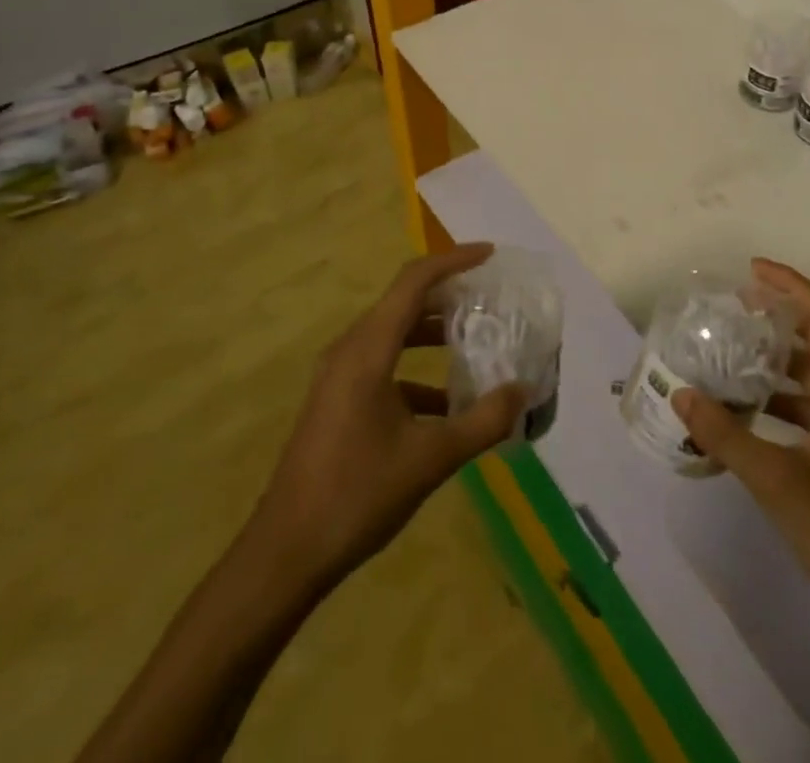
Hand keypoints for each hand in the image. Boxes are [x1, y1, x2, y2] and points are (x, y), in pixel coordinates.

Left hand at [244, 243, 527, 586]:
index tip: (490, 256)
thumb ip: (482, 421)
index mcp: (367, 350)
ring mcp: (338, 376)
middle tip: (490, 299)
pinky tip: (446, 403)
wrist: (285, 553)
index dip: (453, 261)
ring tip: (475, 341)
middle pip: (403, 303)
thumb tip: (523, 390)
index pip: (413, 282)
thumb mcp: (430, 459)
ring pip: (393, 334)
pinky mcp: (337, 400)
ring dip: (433, 333)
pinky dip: (416, 370)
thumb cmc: (357, 495)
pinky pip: (382, 366)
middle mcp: (350, 350)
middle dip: (448, 295)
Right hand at [672, 259, 809, 646]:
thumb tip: (682, 395)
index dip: (791, 285)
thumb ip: (726, 435)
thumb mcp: (776, 482)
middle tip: (736, 308)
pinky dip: (782, 396)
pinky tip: (749, 410)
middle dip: (780, 316)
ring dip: (778, 358)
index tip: (752, 270)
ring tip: (734, 353)